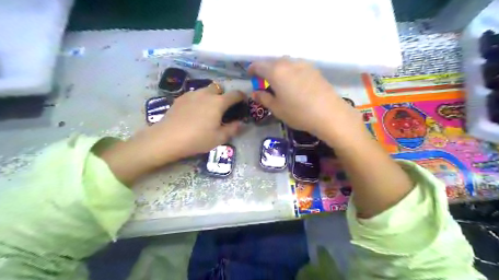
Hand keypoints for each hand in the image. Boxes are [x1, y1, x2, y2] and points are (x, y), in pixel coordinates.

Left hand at [138, 85, 245, 163]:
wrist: (168, 138)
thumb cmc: (197, 139)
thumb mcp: (219, 138)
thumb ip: (233, 129)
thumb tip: (241, 123)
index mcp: (218, 102)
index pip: (235, 94)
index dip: (241, 96)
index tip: (243, 101)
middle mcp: (206, 94)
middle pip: (219, 88)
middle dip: (223, 95)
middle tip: (222, 109)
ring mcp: (191, 94)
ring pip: (205, 90)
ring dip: (210, 97)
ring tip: (207, 110)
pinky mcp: (180, 98)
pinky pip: (194, 95)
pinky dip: (198, 100)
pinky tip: (193, 112)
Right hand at [247, 58, 356, 136]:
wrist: (329, 113)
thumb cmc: (298, 112)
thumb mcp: (277, 108)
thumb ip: (264, 98)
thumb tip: (254, 92)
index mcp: (276, 71)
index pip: (259, 65)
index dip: (252, 69)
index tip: (250, 75)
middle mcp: (288, 63)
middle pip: (272, 62)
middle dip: (265, 69)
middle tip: (264, 81)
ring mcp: (303, 64)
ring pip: (285, 62)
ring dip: (278, 69)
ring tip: (279, 82)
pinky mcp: (313, 69)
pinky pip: (296, 65)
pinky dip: (290, 70)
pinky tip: (293, 82)